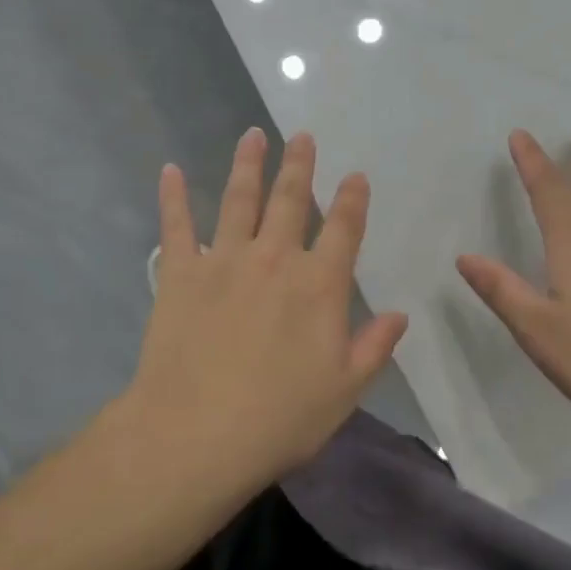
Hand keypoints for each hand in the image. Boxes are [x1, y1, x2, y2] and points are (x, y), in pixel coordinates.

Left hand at [109, 128, 408, 491]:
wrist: (197, 433)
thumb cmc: (279, 418)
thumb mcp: (344, 391)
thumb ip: (373, 348)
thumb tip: (400, 315)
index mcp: (319, 286)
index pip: (343, 231)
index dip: (353, 201)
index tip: (356, 176)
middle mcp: (274, 260)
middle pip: (291, 201)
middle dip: (300, 166)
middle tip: (302, 136)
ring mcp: (224, 261)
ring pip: (239, 200)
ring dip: (248, 165)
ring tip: (253, 136)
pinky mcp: (181, 274)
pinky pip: (177, 226)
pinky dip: (173, 197)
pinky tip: (170, 171)